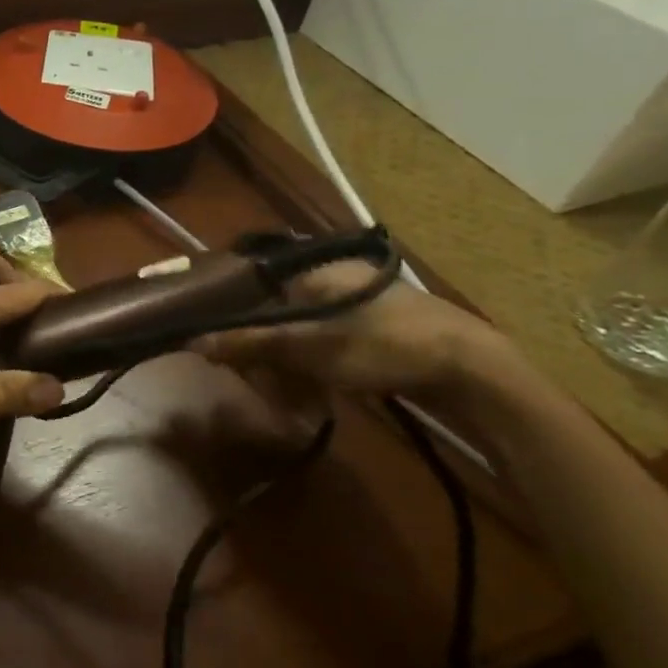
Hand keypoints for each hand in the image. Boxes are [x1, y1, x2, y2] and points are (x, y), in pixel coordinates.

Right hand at [189, 261, 503, 402]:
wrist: (473, 370)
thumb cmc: (382, 346)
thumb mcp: (308, 347)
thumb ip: (250, 343)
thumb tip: (194, 341)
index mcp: (313, 270)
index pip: (254, 290)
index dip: (235, 323)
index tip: (229, 355)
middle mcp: (333, 278)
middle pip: (277, 314)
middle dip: (266, 352)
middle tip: (266, 385)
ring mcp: (359, 303)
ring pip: (303, 333)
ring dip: (291, 366)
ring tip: (292, 397)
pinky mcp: (379, 328)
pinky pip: (329, 344)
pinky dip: (317, 367)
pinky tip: (319, 393)